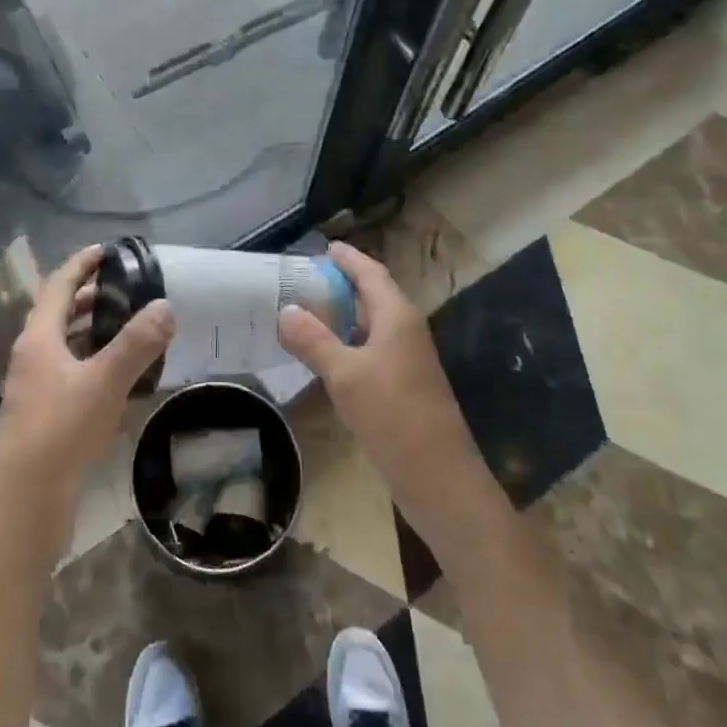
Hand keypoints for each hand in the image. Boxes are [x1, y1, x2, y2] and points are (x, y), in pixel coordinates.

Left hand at [0, 246, 172, 515]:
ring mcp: (35, 386)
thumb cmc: (60, 430)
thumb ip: (136, 343)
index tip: (108, 250)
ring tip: (129, 324)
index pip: (58, 285)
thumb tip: (165, 306)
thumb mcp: (104, 382)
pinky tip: (120, 375)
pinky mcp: (44, 414)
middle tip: (127, 288)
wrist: (24, 501)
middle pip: (59, 312)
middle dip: (90, 296)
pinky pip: (71, 372)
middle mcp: (32, 355)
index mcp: (39, 337)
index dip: (82, 264)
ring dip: (92, 329)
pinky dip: (94, 361)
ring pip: (65, 344)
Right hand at [278, 243, 503, 561]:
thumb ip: (314, 340)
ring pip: (370, 324)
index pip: (370, 272)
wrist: (440, 479)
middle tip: (300, 279)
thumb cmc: (394, 417)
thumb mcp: (346, 375)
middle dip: (340, 284)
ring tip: (304, 311)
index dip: (347, 257)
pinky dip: (346, 342)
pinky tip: (323, 354)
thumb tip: (286, 310)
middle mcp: (405, 330)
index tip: (321, 246)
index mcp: (396, 316)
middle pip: (371, 295)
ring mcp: (406, 359)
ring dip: (341, 315)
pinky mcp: (402, 385)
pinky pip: (370, 349)